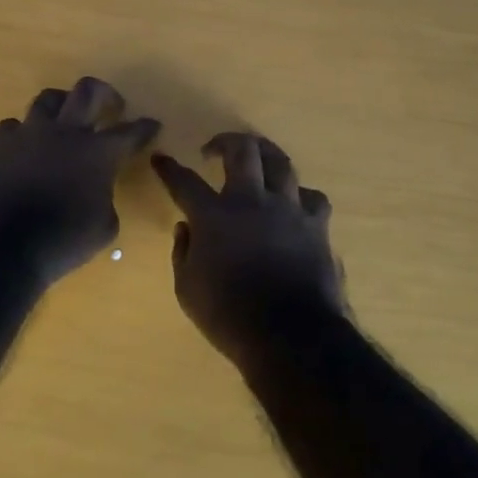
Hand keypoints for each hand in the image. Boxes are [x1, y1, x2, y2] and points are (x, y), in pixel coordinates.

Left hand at [0, 78, 159, 283]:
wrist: (1, 248)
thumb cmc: (62, 242)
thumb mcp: (104, 227)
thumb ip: (107, 197)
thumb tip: (99, 190)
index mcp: (98, 152)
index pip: (130, 132)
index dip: (145, 127)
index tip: (152, 124)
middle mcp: (65, 132)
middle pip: (88, 90)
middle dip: (105, 93)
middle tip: (110, 105)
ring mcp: (28, 133)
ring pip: (48, 98)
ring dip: (62, 106)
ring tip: (64, 119)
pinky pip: (13, 126)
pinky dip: (23, 134)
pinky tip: (25, 147)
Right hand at [151, 133, 347, 370]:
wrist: (290, 336)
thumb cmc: (229, 316)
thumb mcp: (187, 290)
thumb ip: (183, 252)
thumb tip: (186, 227)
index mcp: (214, 216)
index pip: (184, 182)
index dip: (169, 168)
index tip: (160, 158)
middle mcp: (252, 201)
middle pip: (242, 151)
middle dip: (225, 141)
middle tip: (214, 149)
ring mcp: (288, 209)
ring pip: (280, 162)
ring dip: (264, 153)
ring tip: (256, 156)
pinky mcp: (316, 225)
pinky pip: (312, 197)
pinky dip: (300, 195)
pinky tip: (294, 202)